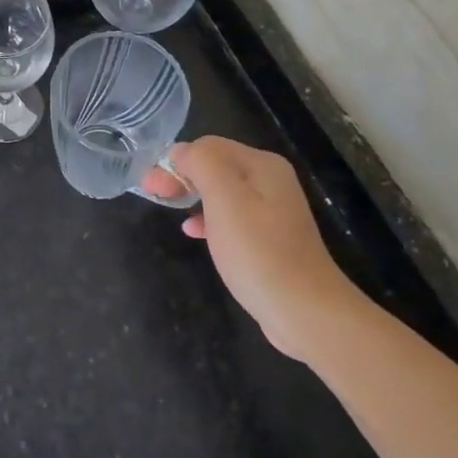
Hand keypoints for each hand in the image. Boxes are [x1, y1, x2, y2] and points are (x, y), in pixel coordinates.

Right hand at [145, 137, 361, 361]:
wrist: (305, 311)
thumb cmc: (259, 252)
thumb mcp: (225, 199)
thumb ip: (201, 163)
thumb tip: (180, 151)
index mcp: (262, 165)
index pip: (208, 146)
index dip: (176, 160)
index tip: (152, 186)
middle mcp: (270, 181)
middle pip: (215, 166)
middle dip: (182, 176)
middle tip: (153, 194)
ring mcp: (272, 212)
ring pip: (221, 192)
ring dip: (192, 196)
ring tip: (169, 210)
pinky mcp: (269, 239)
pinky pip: (231, 218)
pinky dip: (208, 219)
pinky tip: (194, 232)